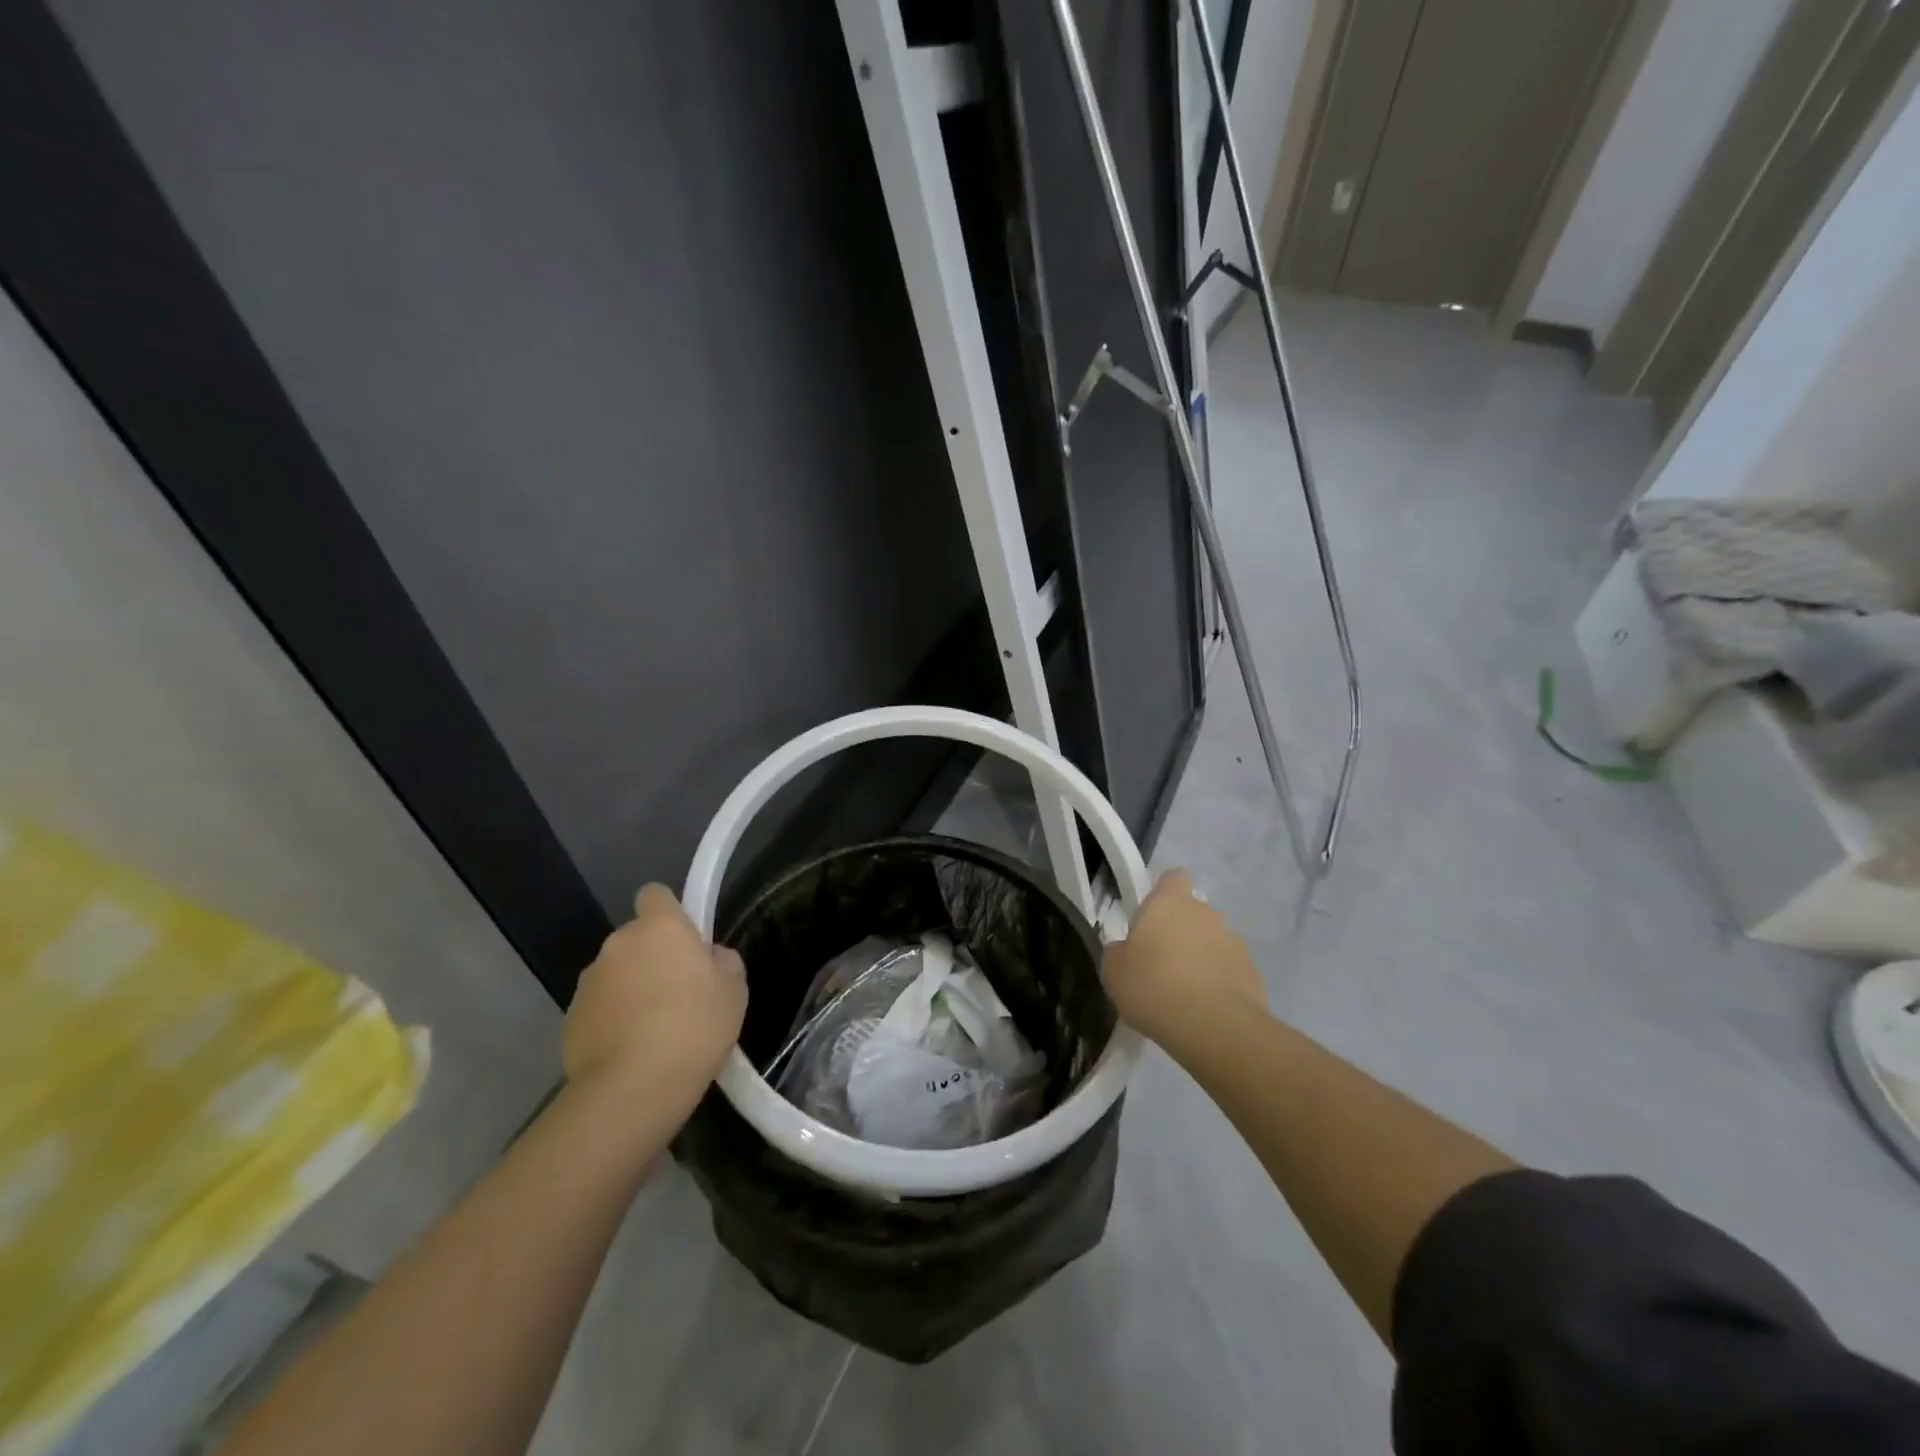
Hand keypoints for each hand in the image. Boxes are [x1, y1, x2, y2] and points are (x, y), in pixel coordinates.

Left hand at [563, 884, 747, 1101]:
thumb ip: (722, 962)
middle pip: (637, 939)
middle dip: (653, 958)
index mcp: (659, 927)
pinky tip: (633, 1052)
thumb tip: (708, 959)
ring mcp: (589, 982)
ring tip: (655, 1030)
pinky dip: (613, 1021)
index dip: (670, 912)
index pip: (655, 894)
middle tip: (680, 993)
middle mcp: (618, 944)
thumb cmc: (694, 1027)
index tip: (686, 940)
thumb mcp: (734, 991)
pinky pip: (600, 1008)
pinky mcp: (570, 1020)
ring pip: (617, 975)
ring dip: (632, 990)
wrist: (632, 1090)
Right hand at [1102, 869, 1264, 1054]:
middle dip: (1179, 931)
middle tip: (1159, 963)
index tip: (1150, 917)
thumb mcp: (1114, 972)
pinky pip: (1228, 969)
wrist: (1215, 1028)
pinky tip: (1205, 1009)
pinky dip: (1218, 982)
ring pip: (1212, 940)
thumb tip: (1125, 949)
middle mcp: (1205, 913)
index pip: (1173, 877)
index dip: (1163, 892)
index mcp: (1169, 902)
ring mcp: (1233, 941)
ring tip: (1183, 992)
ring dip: (1200, 957)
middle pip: (1192, 911)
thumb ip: (1118, 952)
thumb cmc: (1154, 988)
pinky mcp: (1252, 971)